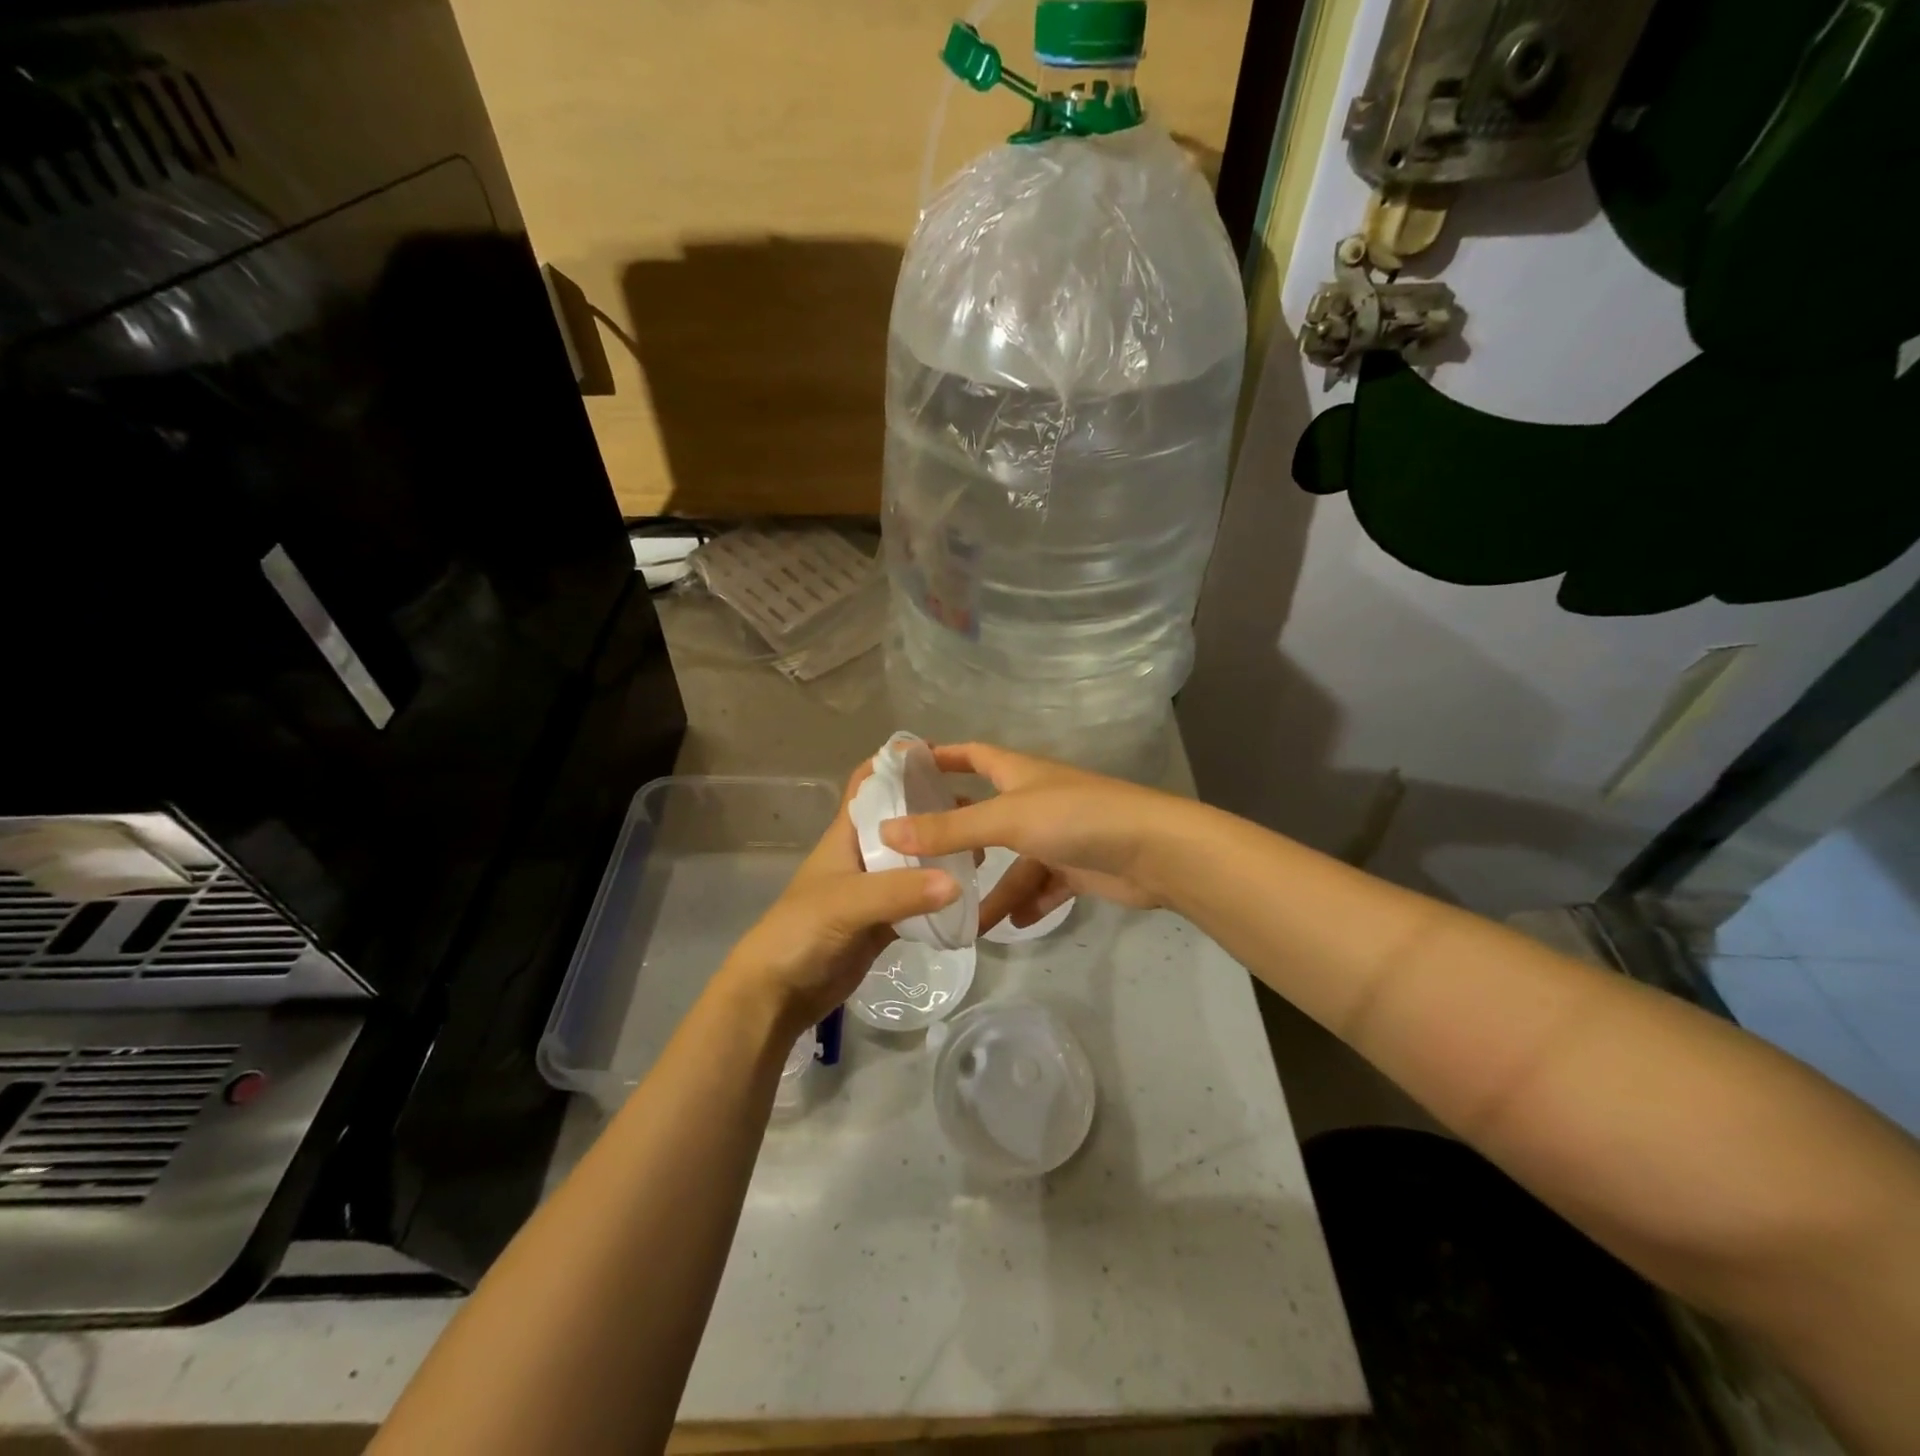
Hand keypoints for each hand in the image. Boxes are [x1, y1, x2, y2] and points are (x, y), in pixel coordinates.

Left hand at [714, 769, 959, 1040]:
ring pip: (913, 860)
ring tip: (982, 849)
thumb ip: (900, 891)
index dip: (896, 763)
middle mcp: (862, 855)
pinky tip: (968, 892)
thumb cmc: (800, 932)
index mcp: (846, 835)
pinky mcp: (884, 922)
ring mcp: (874, 889)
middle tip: (978, 810)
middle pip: (901, 820)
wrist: (777, 993)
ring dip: (941, 852)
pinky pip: (918, 899)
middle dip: (933, 809)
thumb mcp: (847, 903)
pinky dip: (940, 894)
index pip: (869, 784)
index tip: (939, 754)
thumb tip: (957, 881)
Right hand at [878, 742, 1187, 934]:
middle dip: (956, 834)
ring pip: (1015, 863)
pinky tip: (1013, 926)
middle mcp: (1035, 799)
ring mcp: (1058, 835)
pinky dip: (1029, 903)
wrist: (1154, 851)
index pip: (971, 754)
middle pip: (986, 814)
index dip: (940, 756)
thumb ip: (949, 828)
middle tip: (917, 856)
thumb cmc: (1076, 818)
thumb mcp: (1006, 820)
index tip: (904, 768)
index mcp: (1018, 773)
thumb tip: (886, 831)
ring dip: (994, 890)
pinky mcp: (1078, 867)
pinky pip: (1045, 886)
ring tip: (964, 924)